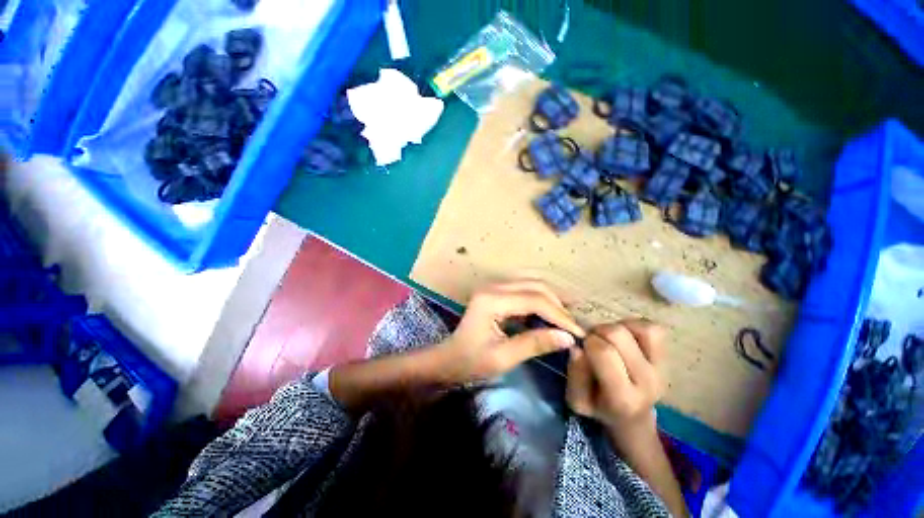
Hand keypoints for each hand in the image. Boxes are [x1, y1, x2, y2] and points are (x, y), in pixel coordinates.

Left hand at [439, 281, 585, 382]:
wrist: (449, 358)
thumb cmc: (471, 361)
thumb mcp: (503, 357)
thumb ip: (535, 344)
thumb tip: (567, 337)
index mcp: (491, 300)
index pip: (534, 299)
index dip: (559, 315)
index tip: (578, 332)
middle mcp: (493, 286)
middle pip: (534, 286)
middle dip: (557, 304)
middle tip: (573, 325)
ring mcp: (493, 286)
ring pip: (531, 282)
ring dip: (551, 297)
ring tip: (567, 315)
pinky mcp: (495, 291)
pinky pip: (523, 287)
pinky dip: (540, 297)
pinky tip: (550, 311)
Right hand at [566, 320, 666, 435]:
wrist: (632, 418)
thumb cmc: (599, 406)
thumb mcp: (577, 399)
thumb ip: (575, 374)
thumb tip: (577, 347)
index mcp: (623, 397)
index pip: (604, 352)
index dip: (588, 342)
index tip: (583, 347)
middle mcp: (647, 382)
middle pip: (618, 334)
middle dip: (598, 331)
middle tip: (593, 342)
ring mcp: (661, 368)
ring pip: (640, 329)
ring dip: (618, 328)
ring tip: (609, 340)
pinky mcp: (667, 358)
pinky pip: (653, 329)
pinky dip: (635, 326)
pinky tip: (625, 337)